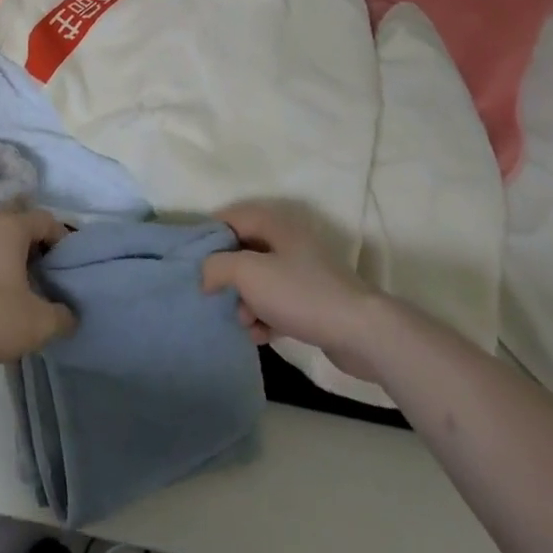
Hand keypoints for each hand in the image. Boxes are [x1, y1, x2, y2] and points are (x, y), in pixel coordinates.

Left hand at [0, 207, 76, 364]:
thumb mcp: (37, 323)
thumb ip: (62, 317)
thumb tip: (70, 316)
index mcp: (12, 226)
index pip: (46, 219)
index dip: (62, 239)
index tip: (68, 266)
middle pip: (18, 220)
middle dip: (33, 240)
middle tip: (44, 269)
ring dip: (9, 253)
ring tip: (20, 284)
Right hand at [201, 201, 384, 381]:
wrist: (361, 333)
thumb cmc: (299, 293)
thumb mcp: (247, 273)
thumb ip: (216, 266)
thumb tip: (204, 274)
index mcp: (275, 224)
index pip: (231, 217)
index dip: (209, 234)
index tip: (191, 257)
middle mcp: (288, 243)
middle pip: (244, 251)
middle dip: (226, 275)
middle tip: (213, 294)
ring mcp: (303, 273)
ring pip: (260, 281)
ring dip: (245, 301)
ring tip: (242, 321)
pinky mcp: (312, 302)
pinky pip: (277, 304)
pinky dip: (264, 317)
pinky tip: (259, 335)